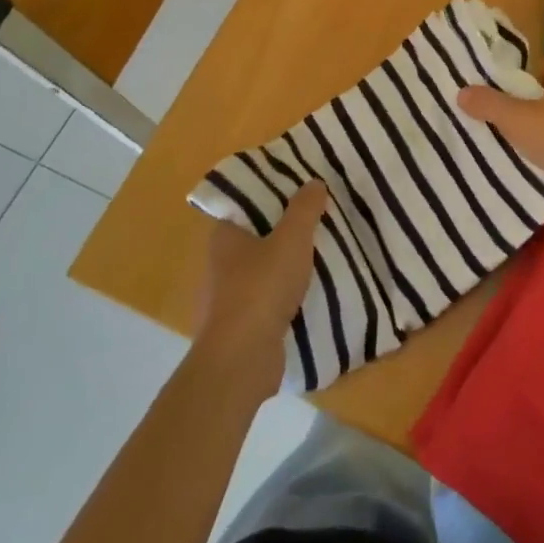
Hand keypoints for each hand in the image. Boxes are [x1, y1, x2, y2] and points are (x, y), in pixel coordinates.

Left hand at [194, 181, 326, 401]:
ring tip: (322, 254)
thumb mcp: (291, 239)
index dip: (272, 195)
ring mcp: (228, 297)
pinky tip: (312, 292)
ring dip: (287, 265)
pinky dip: (286, 295)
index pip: (246, 205)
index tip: (300, 191)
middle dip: (285, 231)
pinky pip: (268, 300)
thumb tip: (313, 183)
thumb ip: (304, 209)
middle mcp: (220, 263)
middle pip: (257, 237)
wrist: (241, 359)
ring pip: (263, 270)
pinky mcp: (241, 326)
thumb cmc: (261, 288)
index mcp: (224, 236)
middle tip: (319, 219)